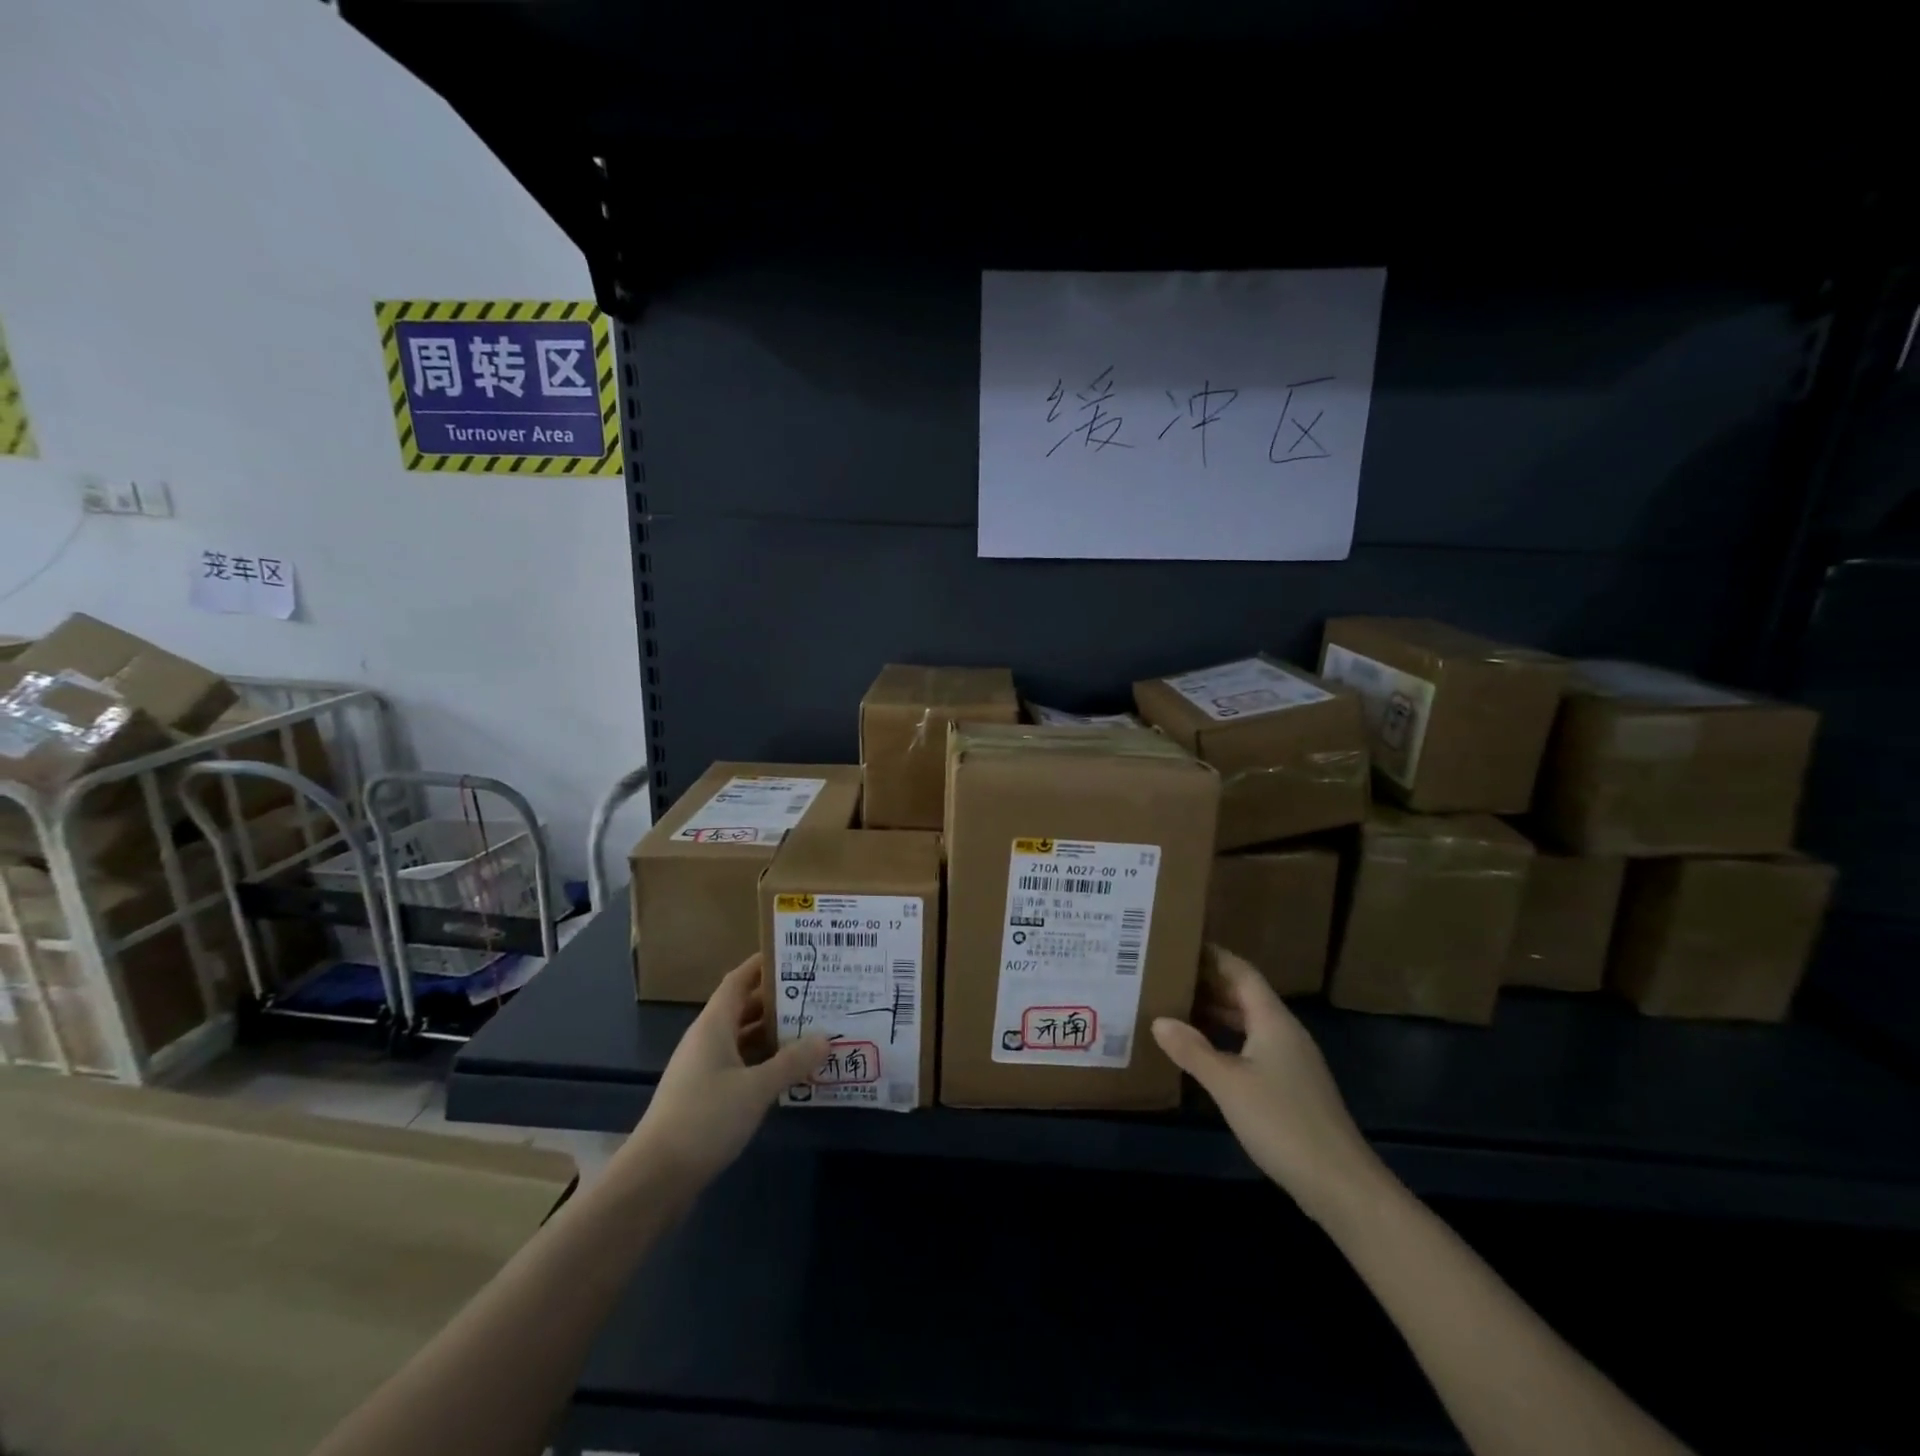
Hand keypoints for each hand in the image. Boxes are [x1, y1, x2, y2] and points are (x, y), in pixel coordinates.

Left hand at [622, 954, 828, 1188]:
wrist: (655, 1178)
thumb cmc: (705, 1118)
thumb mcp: (756, 1088)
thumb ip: (792, 1061)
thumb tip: (826, 1037)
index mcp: (713, 1025)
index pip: (739, 980)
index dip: (763, 964)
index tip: (795, 953)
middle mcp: (706, 1040)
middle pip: (744, 1008)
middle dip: (778, 1000)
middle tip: (817, 994)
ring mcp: (703, 1069)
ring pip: (743, 1039)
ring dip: (772, 1034)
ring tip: (812, 1029)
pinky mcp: (705, 1097)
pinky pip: (740, 1066)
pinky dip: (763, 1062)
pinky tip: (789, 1072)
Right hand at [1152, 947, 1383, 1217]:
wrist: (1340, 1184)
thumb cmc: (1282, 1122)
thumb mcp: (1228, 1084)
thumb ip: (1192, 1050)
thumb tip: (1159, 1020)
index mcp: (1273, 1020)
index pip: (1241, 972)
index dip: (1214, 955)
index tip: (1181, 943)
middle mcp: (1285, 1032)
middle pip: (1245, 995)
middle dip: (1209, 983)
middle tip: (1168, 975)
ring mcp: (1292, 1061)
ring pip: (1249, 1023)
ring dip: (1216, 1013)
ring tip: (1177, 1007)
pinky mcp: (1292, 1087)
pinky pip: (1253, 1046)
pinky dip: (1227, 1040)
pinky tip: (1204, 1053)